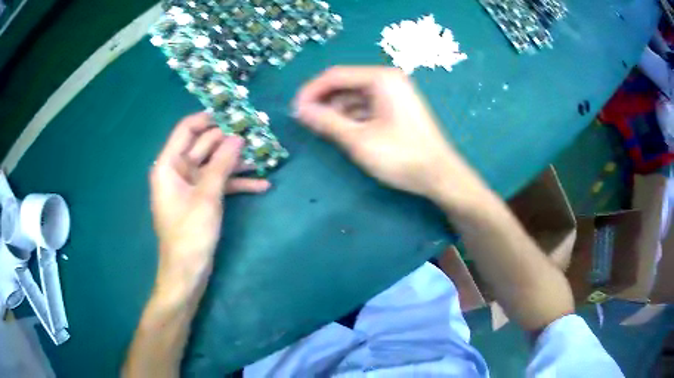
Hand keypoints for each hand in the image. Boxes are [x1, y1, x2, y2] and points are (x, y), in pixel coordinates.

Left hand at [149, 112, 269, 286]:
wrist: (187, 272)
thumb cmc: (190, 233)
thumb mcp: (207, 196)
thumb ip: (221, 163)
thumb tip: (237, 137)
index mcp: (169, 165)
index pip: (186, 129)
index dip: (208, 118)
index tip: (232, 112)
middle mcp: (178, 171)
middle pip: (204, 145)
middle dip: (229, 141)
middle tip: (256, 133)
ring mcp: (191, 186)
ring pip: (215, 165)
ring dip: (237, 162)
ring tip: (264, 157)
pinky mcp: (201, 200)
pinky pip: (219, 184)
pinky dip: (237, 184)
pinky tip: (262, 185)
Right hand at [294, 66, 481, 199]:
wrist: (440, 176)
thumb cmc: (401, 156)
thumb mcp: (359, 140)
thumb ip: (327, 122)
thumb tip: (300, 110)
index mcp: (381, 79)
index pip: (335, 75)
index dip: (311, 91)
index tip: (295, 110)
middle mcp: (387, 80)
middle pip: (345, 84)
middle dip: (323, 101)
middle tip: (304, 121)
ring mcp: (393, 94)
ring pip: (354, 96)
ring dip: (335, 110)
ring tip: (319, 129)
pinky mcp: (396, 108)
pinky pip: (366, 106)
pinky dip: (350, 117)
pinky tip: (341, 131)